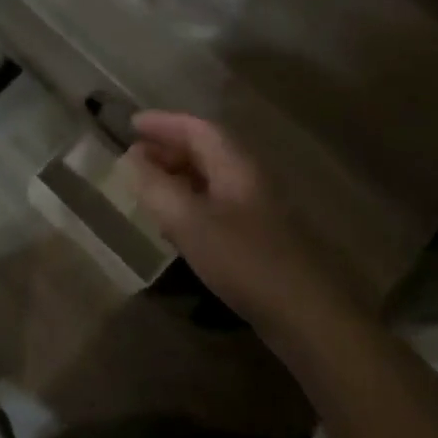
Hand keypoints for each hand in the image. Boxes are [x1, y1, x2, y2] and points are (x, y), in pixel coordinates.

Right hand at [125, 111, 345, 335]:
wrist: (305, 315)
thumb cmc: (243, 260)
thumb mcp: (188, 221)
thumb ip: (156, 186)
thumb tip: (132, 157)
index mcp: (235, 165)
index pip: (197, 129)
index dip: (163, 122)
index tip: (131, 124)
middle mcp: (248, 179)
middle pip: (206, 150)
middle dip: (168, 147)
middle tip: (134, 155)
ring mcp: (256, 208)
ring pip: (210, 178)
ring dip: (177, 174)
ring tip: (147, 184)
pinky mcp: (257, 237)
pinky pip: (215, 203)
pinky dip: (188, 199)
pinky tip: (174, 221)